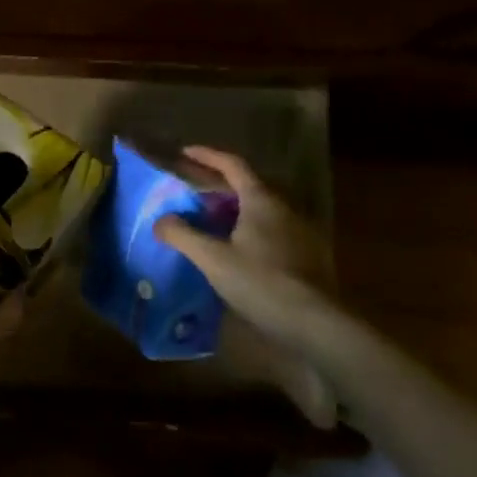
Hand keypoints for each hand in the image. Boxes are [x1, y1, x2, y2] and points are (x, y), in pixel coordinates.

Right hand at [153, 145, 347, 426]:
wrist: (315, 324)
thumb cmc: (261, 282)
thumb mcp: (213, 259)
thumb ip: (183, 235)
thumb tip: (160, 220)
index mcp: (262, 200)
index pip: (233, 165)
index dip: (208, 156)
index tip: (186, 152)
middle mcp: (284, 209)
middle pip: (249, 185)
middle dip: (220, 184)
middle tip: (194, 190)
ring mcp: (300, 232)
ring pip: (262, 209)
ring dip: (235, 208)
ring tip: (210, 220)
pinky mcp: (307, 256)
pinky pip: (271, 230)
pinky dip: (249, 230)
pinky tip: (237, 250)